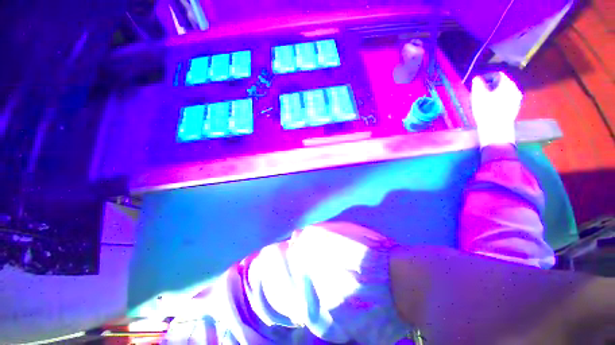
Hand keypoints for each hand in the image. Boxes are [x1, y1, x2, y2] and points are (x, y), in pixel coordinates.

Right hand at [471, 72, 522, 146]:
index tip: (479, 82)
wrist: (496, 128)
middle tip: (481, 91)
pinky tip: (492, 106)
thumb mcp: (478, 96)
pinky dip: (500, 100)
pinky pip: (507, 99)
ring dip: (496, 93)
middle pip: (503, 83)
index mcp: (507, 83)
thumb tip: (477, 78)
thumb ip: (478, 84)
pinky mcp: (514, 108)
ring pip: (505, 91)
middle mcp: (515, 89)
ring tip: (486, 99)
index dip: (487, 76)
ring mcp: (516, 99)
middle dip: (492, 85)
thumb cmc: (486, 110)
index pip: (498, 74)